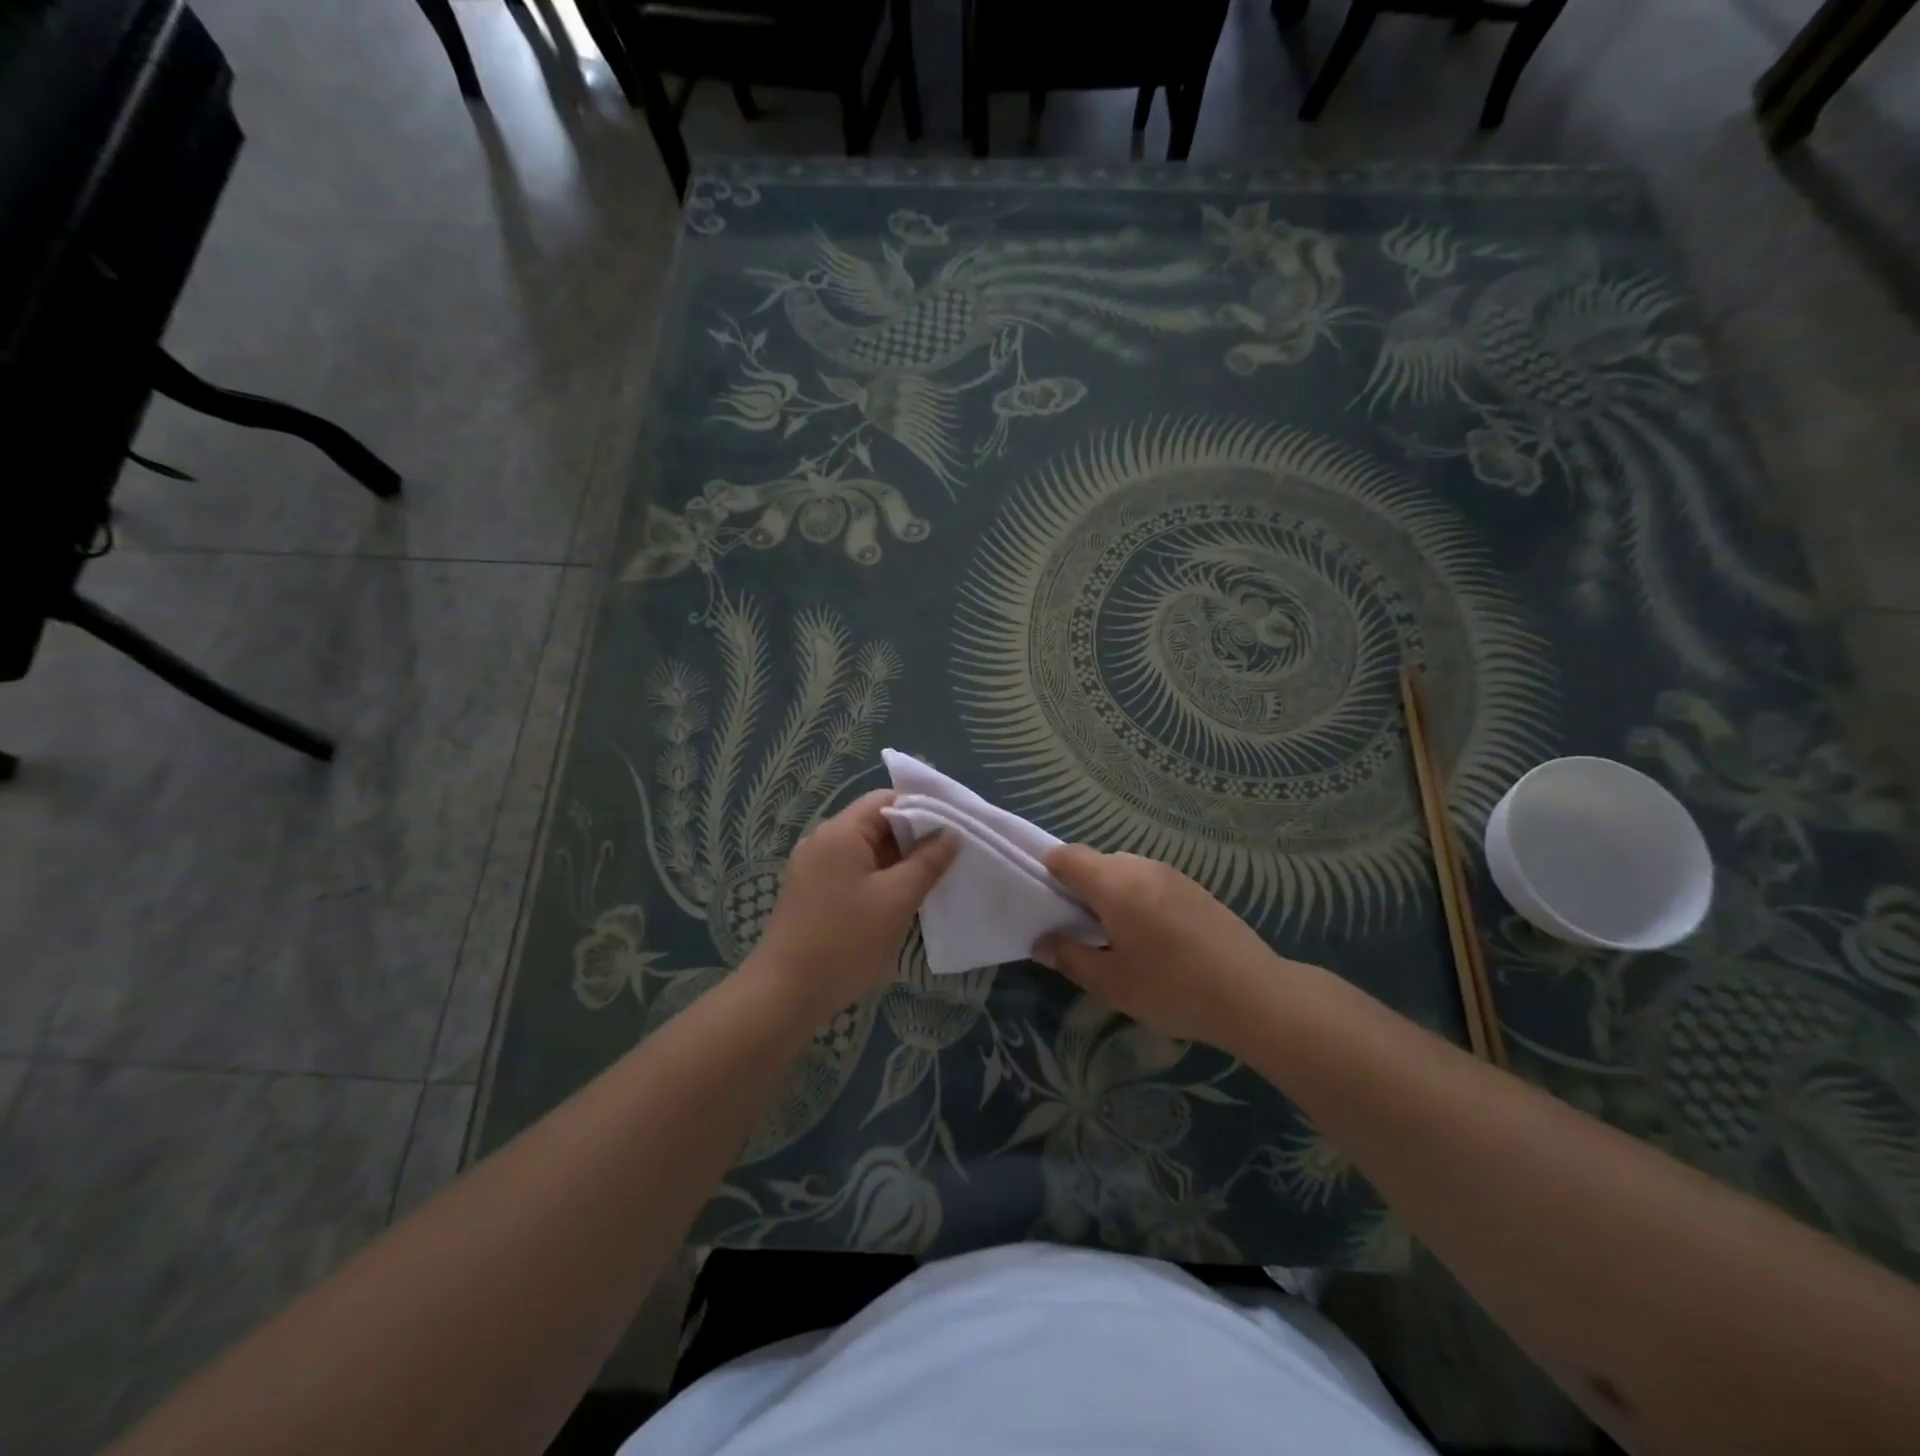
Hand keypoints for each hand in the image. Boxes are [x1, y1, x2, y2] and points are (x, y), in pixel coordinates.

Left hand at [753, 790, 957, 1021]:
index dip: (923, 809)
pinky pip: (853, 873)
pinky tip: (900, 902)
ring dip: (898, 863)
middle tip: (950, 859)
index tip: (954, 830)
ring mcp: (813, 869)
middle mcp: (822, 841)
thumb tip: (951, 833)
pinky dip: (879, 880)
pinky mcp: (812, 893)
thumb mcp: (897, 900)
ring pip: (866, 852)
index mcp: (840, 832)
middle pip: (876, 824)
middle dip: (913, 839)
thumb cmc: (845, 941)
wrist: (785, 995)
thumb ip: (927, 862)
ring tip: (931, 882)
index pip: (886, 800)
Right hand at [1034, 845, 1285, 1053]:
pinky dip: (1135, 898)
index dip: (1047, 871)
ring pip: (1124, 870)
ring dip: (1109, 893)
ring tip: (1113, 936)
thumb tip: (1041, 943)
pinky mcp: (1193, 888)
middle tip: (1076, 929)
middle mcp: (1141, 866)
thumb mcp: (1111, 982)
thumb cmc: (1172, 988)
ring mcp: (1171, 874)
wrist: (1253, 994)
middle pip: (1096, 861)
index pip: (1067, 855)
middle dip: (1079, 887)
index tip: (1043, 902)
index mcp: (1114, 883)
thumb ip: (1070, 957)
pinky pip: (1149, 881)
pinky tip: (1149, 938)